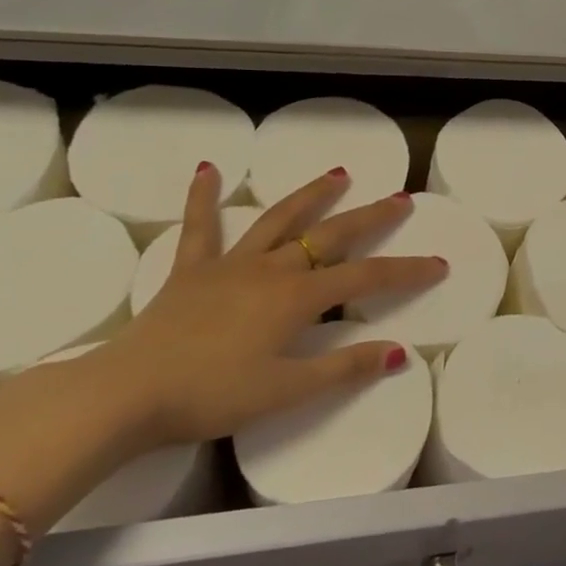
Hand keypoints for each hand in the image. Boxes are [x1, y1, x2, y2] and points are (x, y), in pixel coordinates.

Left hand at [64, 163, 443, 452]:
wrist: (126, 393)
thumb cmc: (210, 395)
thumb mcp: (286, 391)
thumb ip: (344, 369)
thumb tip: (400, 352)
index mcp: (298, 298)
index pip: (367, 278)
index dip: (407, 271)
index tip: (439, 264)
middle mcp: (272, 269)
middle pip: (331, 236)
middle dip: (371, 217)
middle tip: (400, 199)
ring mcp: (231, 264)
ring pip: (280, 219)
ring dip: (312, 195)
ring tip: (338, 173)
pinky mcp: (191, 270)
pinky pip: (200, 227)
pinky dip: (204, 197)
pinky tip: (208, 169)